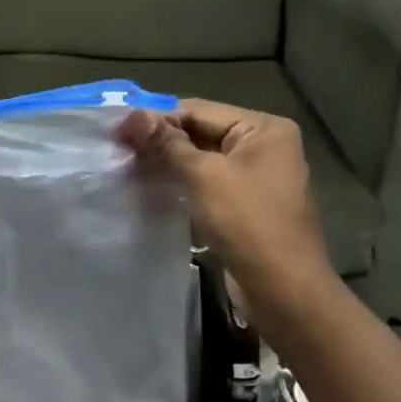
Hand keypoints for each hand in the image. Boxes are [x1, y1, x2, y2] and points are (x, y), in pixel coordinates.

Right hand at [118, 99, 332, 289]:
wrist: (283, 291)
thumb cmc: (248, 223)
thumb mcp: (204, 176)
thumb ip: (167, 143)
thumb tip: (131, 115)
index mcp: (264, 129)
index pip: (199, 110)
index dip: (157, 117)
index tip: (117, 128)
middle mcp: (263, 146)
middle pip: (200, 132)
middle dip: (160, 141)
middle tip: (117, 148)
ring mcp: (254, 177)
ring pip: (200, 160)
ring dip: (166, 163)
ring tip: (127, 167)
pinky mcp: (243, 205)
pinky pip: (206, 183)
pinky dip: (180, 184)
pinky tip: (149, 188)